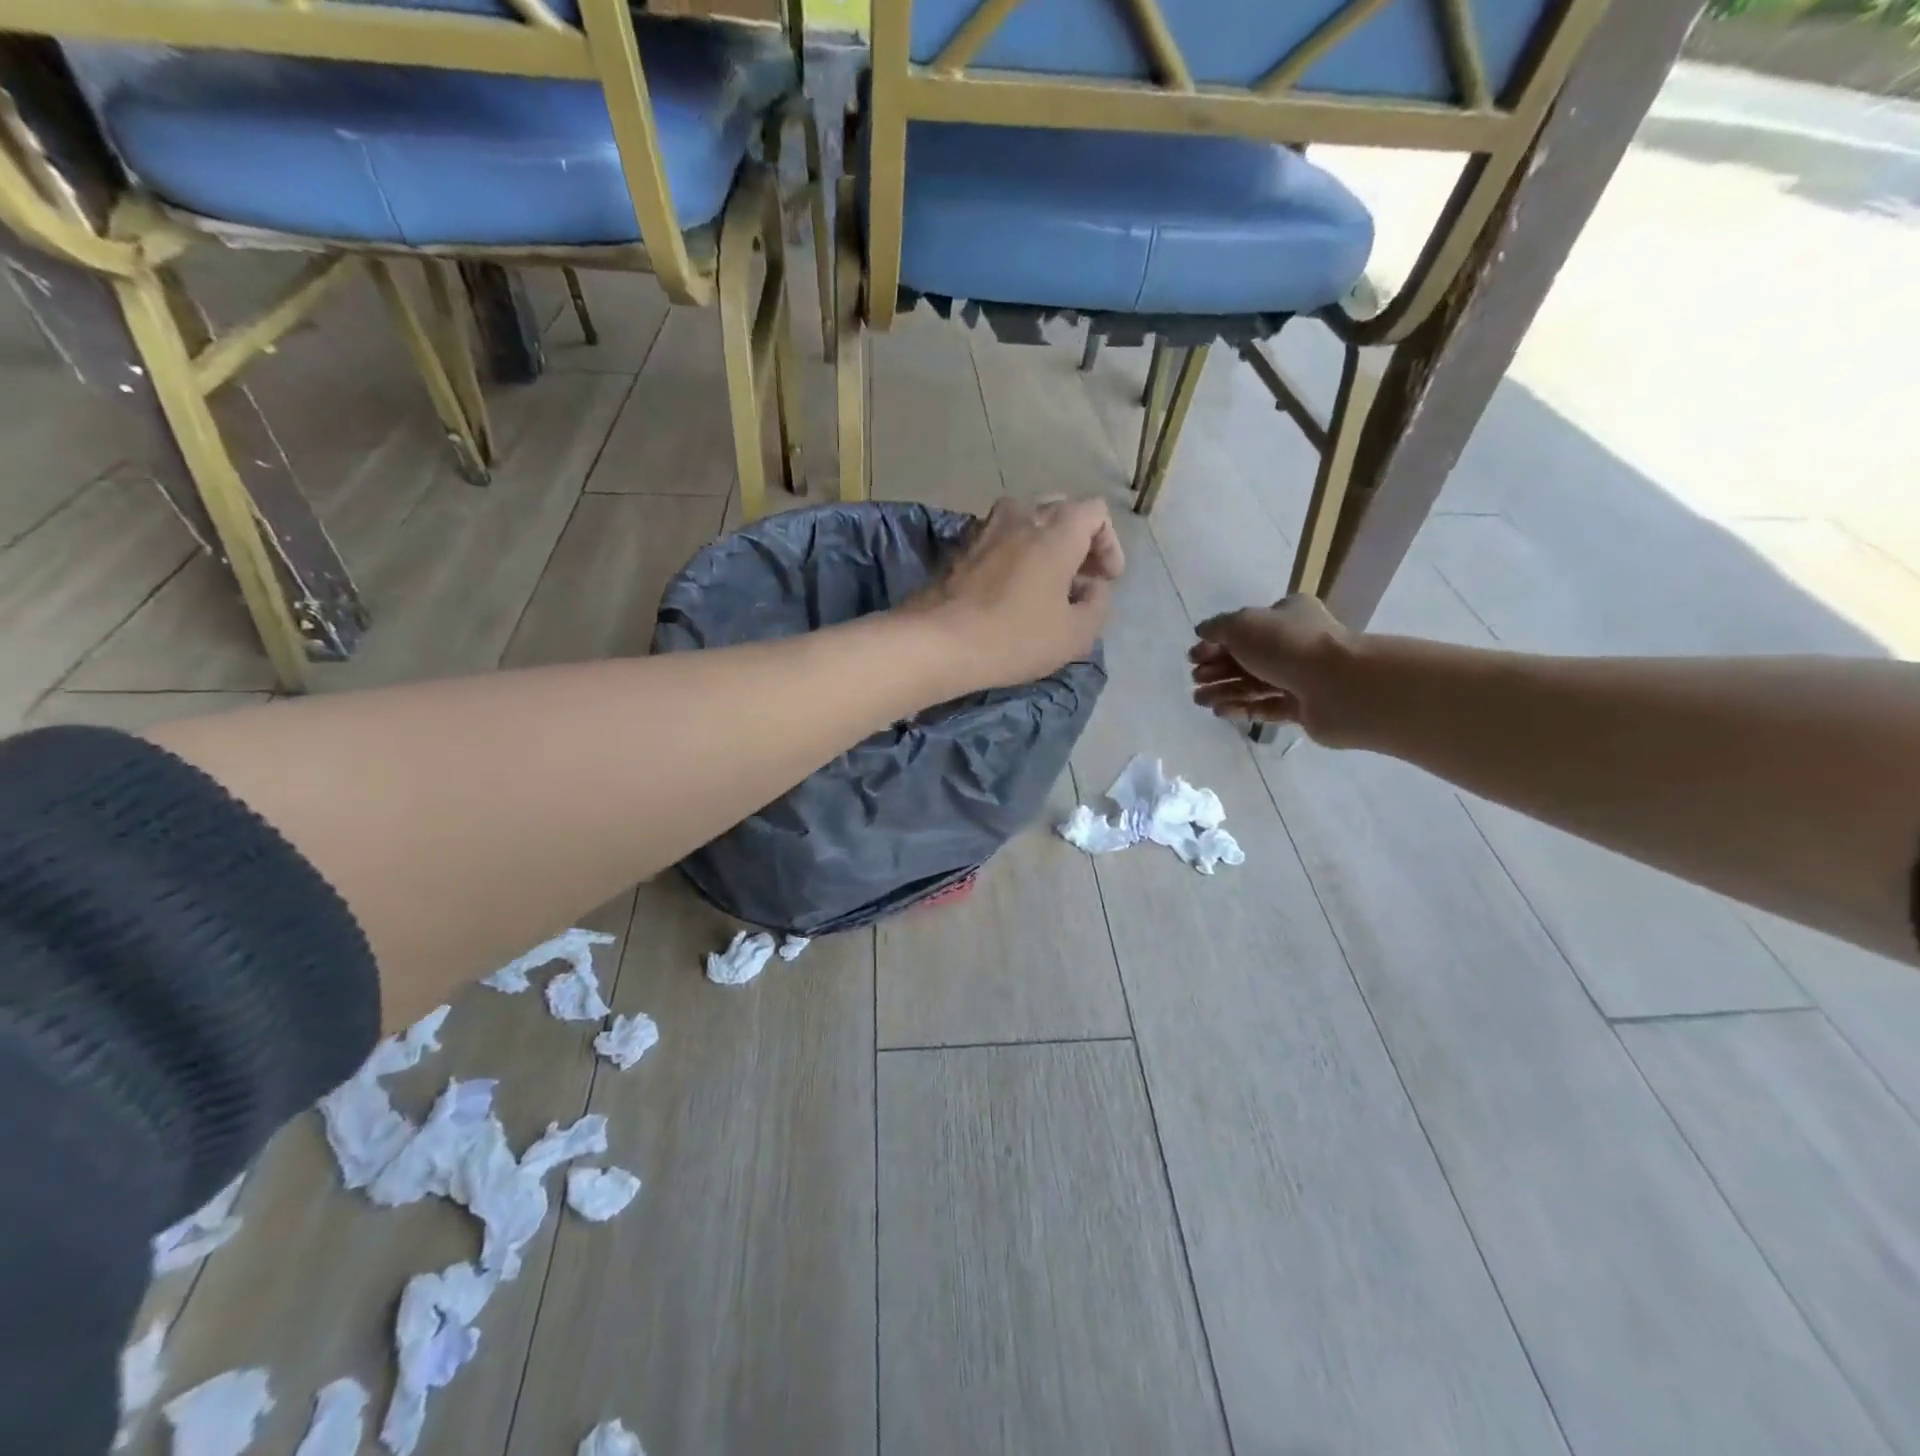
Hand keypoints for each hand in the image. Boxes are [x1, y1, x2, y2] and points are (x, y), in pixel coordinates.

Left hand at [911, 497, 1124, 689]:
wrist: (939, 642)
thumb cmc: (1015, 638)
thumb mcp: (1075, 634)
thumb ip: (1097, 604)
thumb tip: (1093, 587)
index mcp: (1057, 531)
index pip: (1095, 512)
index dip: (1108, 544)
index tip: (1106, 579)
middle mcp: (1021, 516)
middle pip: (1059, 511)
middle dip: (1077, 540)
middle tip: (1079, 578)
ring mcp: (985, 529)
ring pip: (1024, 521)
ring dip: (1041, 544)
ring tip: (1043, 581)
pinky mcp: (959, 548)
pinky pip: (997, 539)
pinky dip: (1012, 554)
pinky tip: (1009, 588)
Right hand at [1189, 595, 1359, 742]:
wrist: (1338, 685)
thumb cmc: (1288, 645)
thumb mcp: (1243, 624)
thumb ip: (1218, 627)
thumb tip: (1203, 632)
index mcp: (1287, 615)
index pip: (1245, 627)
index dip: (1215, 642)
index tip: (1193, 657)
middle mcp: (1295, 643)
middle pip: (1247, 657)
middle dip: (1217, 669)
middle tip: (1195, 680)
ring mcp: (1301, 677)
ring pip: (1254, 684)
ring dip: (1224, 691)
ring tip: (1200, 701)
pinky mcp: (1303, 707)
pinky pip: (1267, 707)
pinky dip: (1243, 708)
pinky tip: (1221, 712)